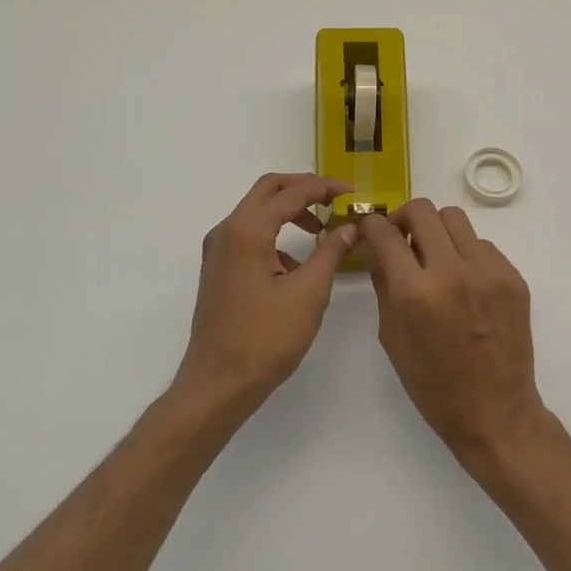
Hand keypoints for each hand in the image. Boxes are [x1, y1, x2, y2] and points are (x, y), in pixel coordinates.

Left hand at [175, 173, 359, 418]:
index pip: (290, 193)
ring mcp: (218, 250)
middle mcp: (227, 231)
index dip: (324, 188)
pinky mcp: (218, 268)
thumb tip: (349, 227)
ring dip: (289, 211)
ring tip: (322, 231)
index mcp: (247, 231)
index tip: (351, 192)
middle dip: (303, 188)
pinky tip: (297, 266)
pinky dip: (275, 235)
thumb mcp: (309, 293)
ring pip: (257, 211)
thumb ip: (331, 252)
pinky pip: (249, 235)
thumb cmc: (266, 338)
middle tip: (334, 199)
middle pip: (268, 190)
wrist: (218, 383)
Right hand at [360, 199, 545, 464]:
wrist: (494, 411)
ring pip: (455, 219)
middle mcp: (453, 271)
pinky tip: (464, 282)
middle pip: (423, 211)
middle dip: (404, 218)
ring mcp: (488, 271)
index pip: (386, 233)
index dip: (373, 226)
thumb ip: (383, 283)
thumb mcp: (392, 335)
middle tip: (403, 238)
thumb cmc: (432, 384)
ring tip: (435, 257)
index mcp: (415, 292)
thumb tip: (377, 247)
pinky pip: (482, 246)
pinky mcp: (513, 277)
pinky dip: (466, 254)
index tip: (372, 231)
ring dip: (437, 231)